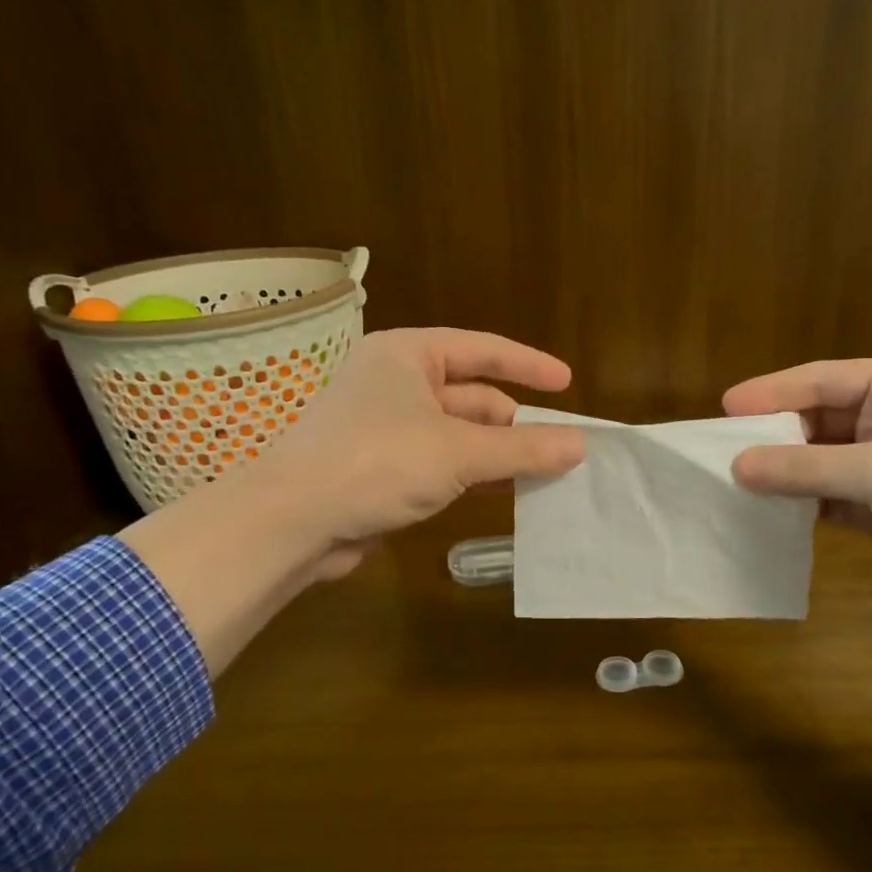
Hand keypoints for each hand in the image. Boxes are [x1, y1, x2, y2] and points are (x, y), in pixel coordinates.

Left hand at [123, 328, 584, 674]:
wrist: (291, 521)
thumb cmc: (376, 463)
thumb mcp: (457, 452)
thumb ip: (521, 448)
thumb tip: (580, 445)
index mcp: (408, 355)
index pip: (482, 350)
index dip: (528, 365)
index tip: (567, 384)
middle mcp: (395, 382)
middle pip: (471, 395)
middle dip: (515, 422)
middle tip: (561, 447)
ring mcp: (385, 426)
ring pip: (457, 433)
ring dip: (496, 453)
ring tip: (543, 473)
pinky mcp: (380, 467)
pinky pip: (440, 462)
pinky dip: (471, 474)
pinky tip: (502, 493)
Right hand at [723, 358, 871, 609]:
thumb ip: (807, 470)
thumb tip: (737, 467)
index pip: (821, 381)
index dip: (772, 393)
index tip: (724, 409)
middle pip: (817, 420)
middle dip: (774, 436)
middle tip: (722, 450)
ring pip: (821, 462)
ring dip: (785, 473)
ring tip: (734, 482)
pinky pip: (831, 498)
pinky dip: (802, 504)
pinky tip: (767, 511)